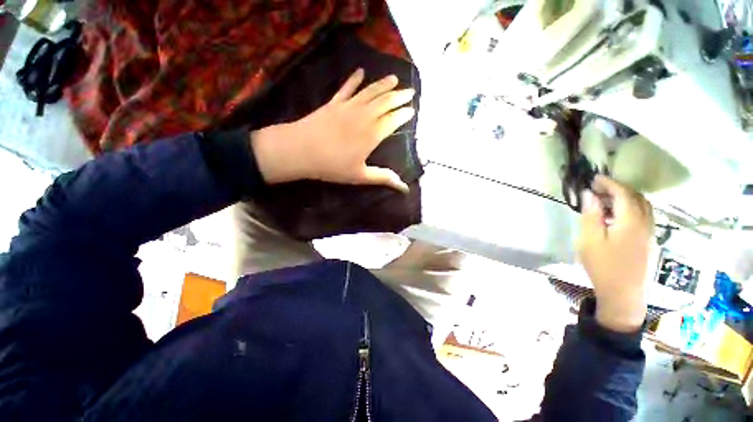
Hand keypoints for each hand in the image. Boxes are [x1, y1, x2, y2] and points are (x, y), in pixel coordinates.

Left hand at [250, 68, 415, 191]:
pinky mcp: (334, 103)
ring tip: (394, 78)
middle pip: (386, 102)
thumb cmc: (332, 166)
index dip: (404, 114)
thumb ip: (383, 178)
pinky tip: (360, 71)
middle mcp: (364, 116)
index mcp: (372, 134)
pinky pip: (347, 88)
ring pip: (371, 92)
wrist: (301, 150)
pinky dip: (355, 79)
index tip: (412, 111)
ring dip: (384, 84)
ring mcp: (349, 107)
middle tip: (411, 92)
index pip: (393, 120)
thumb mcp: (360, 176)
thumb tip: (404, 188)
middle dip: (400, 96)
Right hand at [579, 175, 654, 332]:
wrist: (623, 293)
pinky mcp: (648, 241)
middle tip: (598, 188)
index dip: (609, 183)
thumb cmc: (603, 265)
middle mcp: (645, 223)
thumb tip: (589, 195)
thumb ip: (591, 215)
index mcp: (631, 221)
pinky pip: (643, 216)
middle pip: (637, 197)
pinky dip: (631, 208)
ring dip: (626, 197)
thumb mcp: (589, 239)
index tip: (594, 178)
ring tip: (606, 200)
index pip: (623, 193)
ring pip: (643, 206)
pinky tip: (617, 216)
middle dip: (618, 188)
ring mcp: (650, 232)